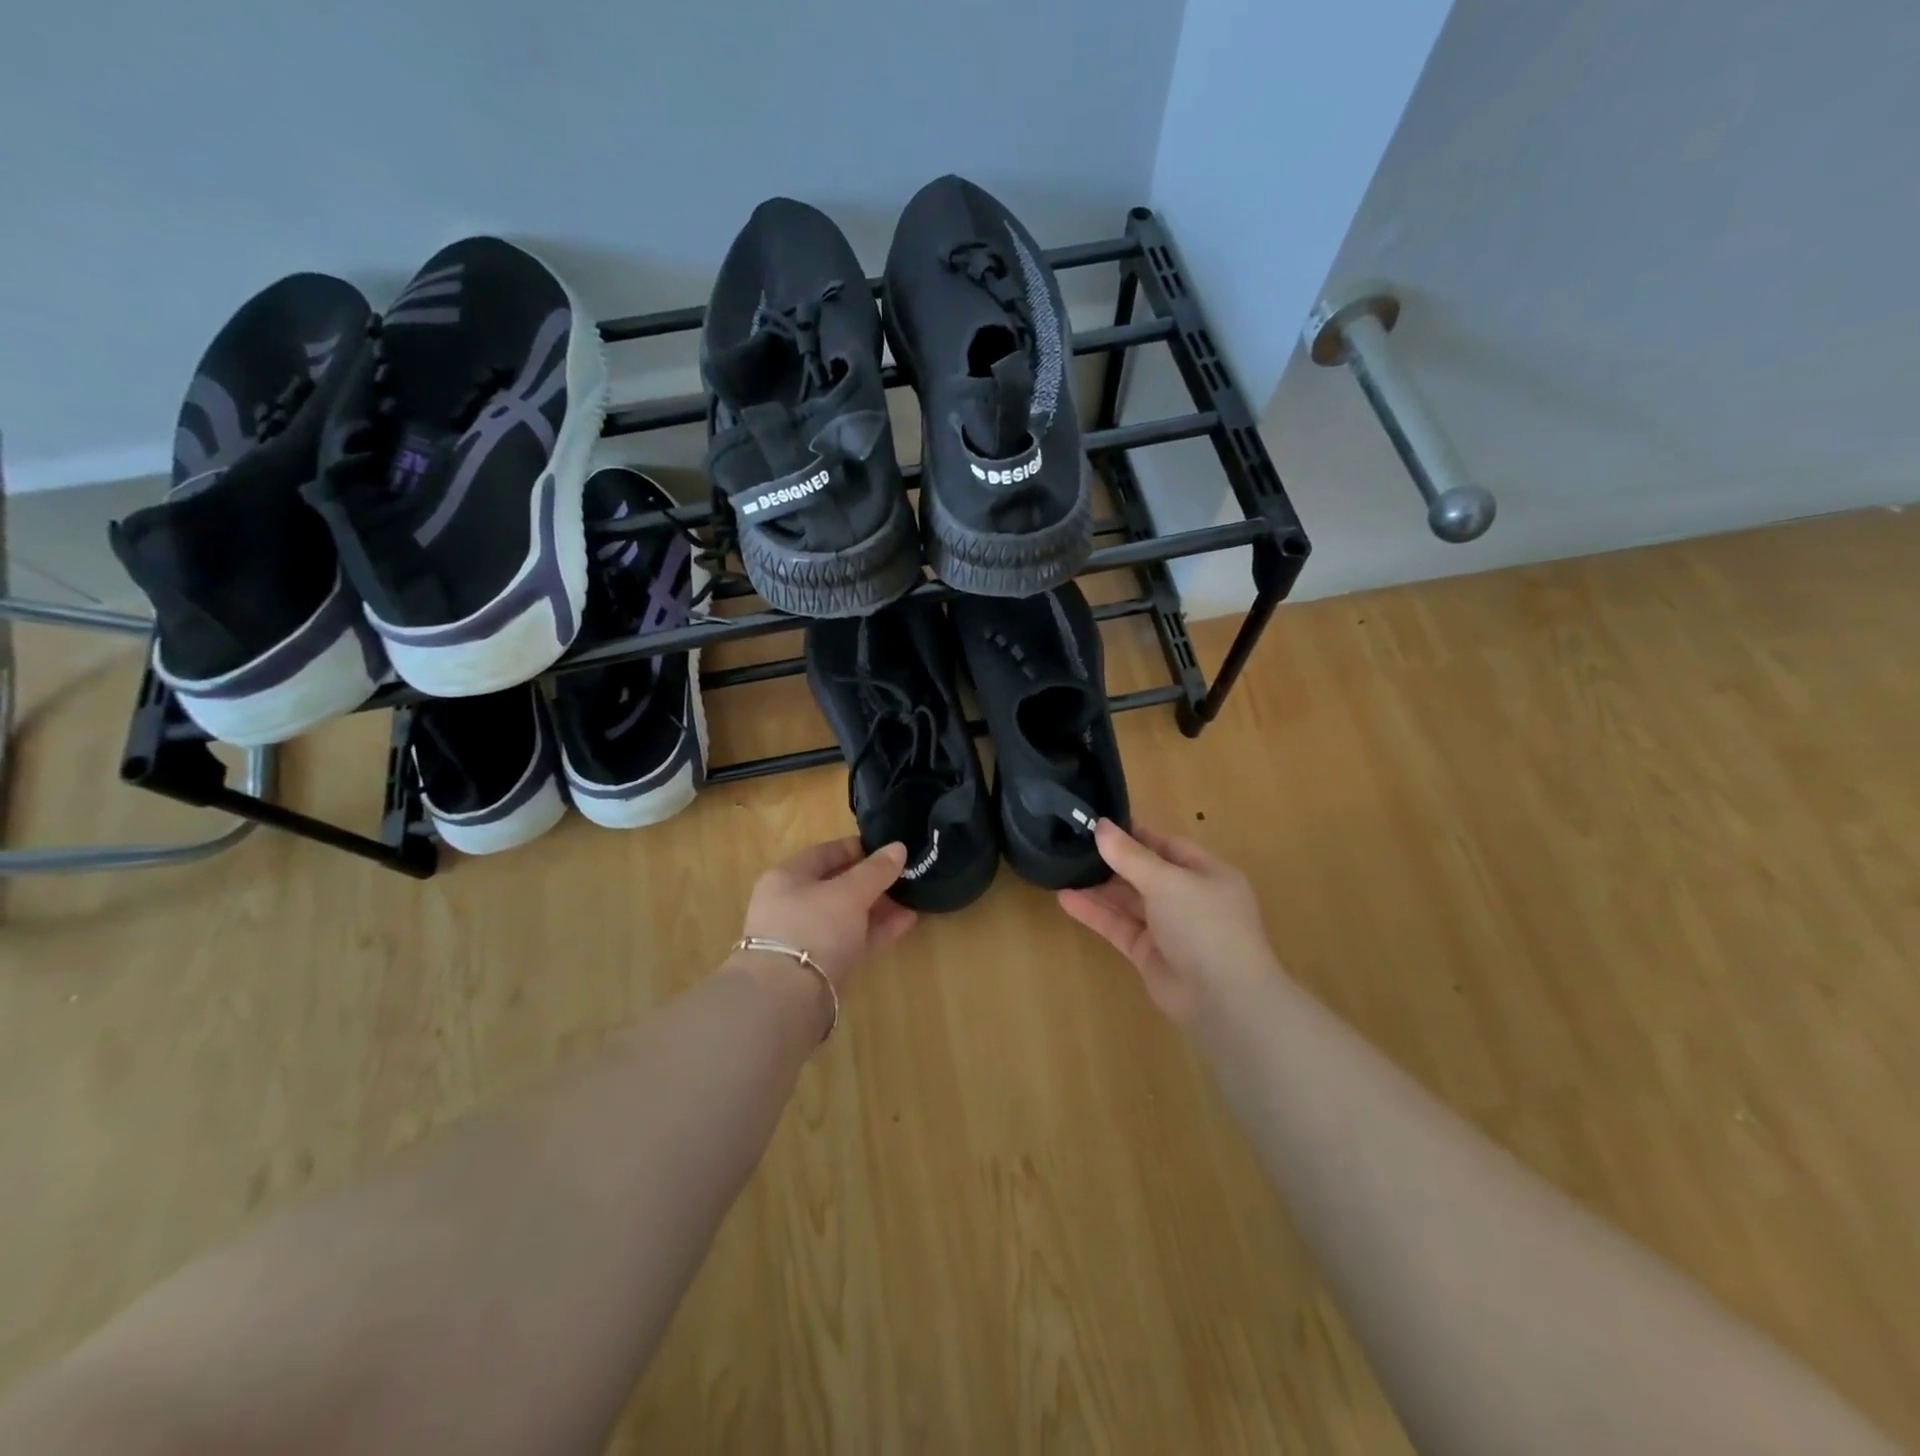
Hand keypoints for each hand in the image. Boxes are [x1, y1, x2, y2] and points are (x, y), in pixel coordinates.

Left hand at [740, 838, 916, 988]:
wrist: (787, 999)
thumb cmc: (813, 928)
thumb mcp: (849, 893)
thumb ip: (875, 870)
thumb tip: (898, 847)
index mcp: (787, 878)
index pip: (824, 853)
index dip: (855, 847)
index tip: (886, 847)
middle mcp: (792, 905)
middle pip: (836, 885)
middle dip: (871, 880)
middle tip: (904, 874)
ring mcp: (805, 938)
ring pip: (847, 915)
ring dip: (878, 907)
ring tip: (913, 897)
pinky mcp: (821, 966)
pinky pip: (852, 939)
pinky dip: (877, 930)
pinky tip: (907, 922)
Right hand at [1057, 821, 1279, 1022]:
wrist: (1223, 999)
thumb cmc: (1204, 925)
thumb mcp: (1167, 881)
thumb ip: (1130, 855)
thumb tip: (1101, 826)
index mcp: (1206, 873)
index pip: (1166, 845)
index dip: (1134, 834)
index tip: (1098, 823)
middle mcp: (1189, 898)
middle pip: (1145, 872)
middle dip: (1112, 860)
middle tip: (1072, 844)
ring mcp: (1169, 928)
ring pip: (1129, 901)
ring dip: (1099, 887)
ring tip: (1062, 868)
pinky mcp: (1149, 953)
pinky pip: (1119, 926)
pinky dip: (1095, 913)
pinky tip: (1066, 899)